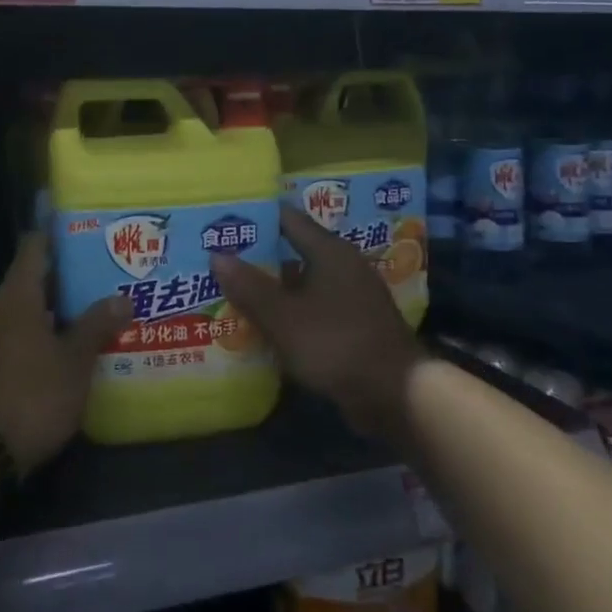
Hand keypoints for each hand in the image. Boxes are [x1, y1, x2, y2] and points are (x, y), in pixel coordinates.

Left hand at [0, 233, 130, 473]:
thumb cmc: (32, 396)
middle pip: (29, 280)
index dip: (56, 234)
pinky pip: (9, 336)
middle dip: (62, 278)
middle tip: (97, 276)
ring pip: (19, 311)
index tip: (80, 228)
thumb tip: (122, 296)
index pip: (35, 248)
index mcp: (17, 298)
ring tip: (85, 312)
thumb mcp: (74, 363)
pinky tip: (57, 350)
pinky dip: (33, 335)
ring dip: (49, 310)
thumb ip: (97, 326)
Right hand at [210, 205, 421, 441]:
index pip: (288, 219)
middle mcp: (344, 265)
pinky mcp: (356, 324)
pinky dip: (291, 312)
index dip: (256, 218)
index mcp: (330, 251)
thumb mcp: (283, 317)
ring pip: (303, 283)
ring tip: (234, 292)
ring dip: (274, 288)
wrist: (394, 393)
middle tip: (220, 259)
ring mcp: (352, 296)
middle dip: (259, 257)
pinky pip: (314, 308)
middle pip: (294, 251)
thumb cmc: (336, 343)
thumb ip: (249, 286)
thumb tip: (217, 254)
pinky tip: (266, 325)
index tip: (224, 221)